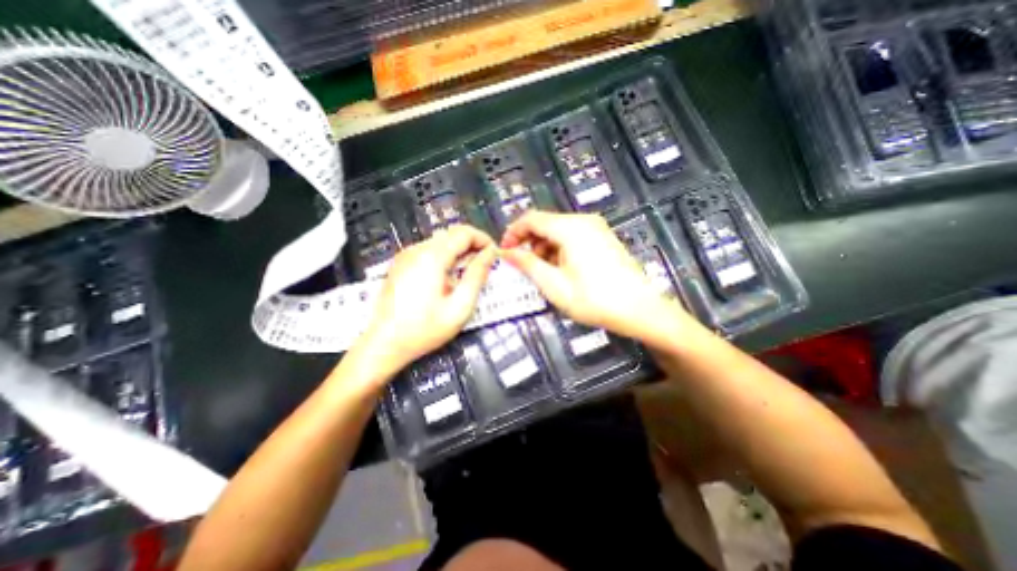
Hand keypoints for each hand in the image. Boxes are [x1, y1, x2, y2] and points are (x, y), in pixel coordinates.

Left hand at [357, 226, 495, 379]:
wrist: (384, 344)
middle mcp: (417, 249)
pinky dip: (445, 257)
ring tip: (468, 274)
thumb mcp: (460, 306)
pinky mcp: (401, 264)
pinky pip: (429, 250)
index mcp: (432, 257)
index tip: (494, 256)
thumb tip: (490, 254)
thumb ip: (477, 276)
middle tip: (484, 266)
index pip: (464, 232)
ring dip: (459, 251)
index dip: (484, 240)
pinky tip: (448, 278)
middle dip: (473, 245)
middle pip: (452, 234)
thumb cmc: (424, 329)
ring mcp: (406, 255)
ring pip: (441, 241)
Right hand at [499, 211, 691, 340]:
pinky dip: (559, 249)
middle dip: (529, 242)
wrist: (640, 309)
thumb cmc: (595, 300)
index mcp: (570, 228)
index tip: (505, 252)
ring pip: (558, 230)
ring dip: (544, 247)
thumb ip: (528, 265)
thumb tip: (507, 253)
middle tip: (522, 266)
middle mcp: (583, 221)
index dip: (513, 233)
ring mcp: (596, 228)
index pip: (531, 219)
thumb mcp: (555, 286)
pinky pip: (572, 236)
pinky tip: (561, 269)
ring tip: (543, 272)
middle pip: (545, 223)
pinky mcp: (603, 237)